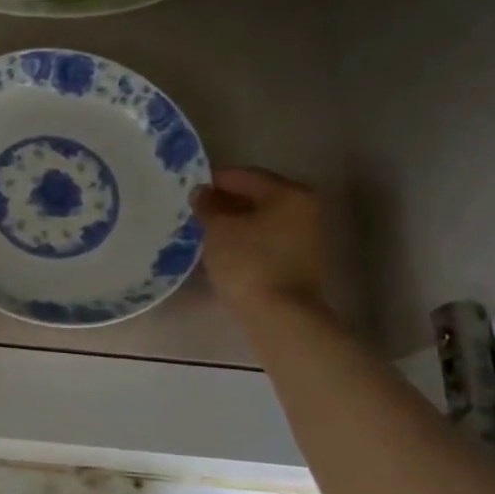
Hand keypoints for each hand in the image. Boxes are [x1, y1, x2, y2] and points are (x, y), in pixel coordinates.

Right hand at [190, 167, 326, 316]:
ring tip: (204, 229)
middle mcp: (305, 209)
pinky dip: (245, 238)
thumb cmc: (248, 262)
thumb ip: (208, 205)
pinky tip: (223, 247)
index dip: (215, 180)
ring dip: (234, 221)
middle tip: (194, 209)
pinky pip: (266, 238)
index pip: (246, 176)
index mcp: (290, 193)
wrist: (280, 317)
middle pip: (257, 196)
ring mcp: (306, 236)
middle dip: (225, 201)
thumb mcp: (218, 229)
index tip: (189, 187)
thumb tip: (201, 192)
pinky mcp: (300, 261)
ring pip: (261, 219)